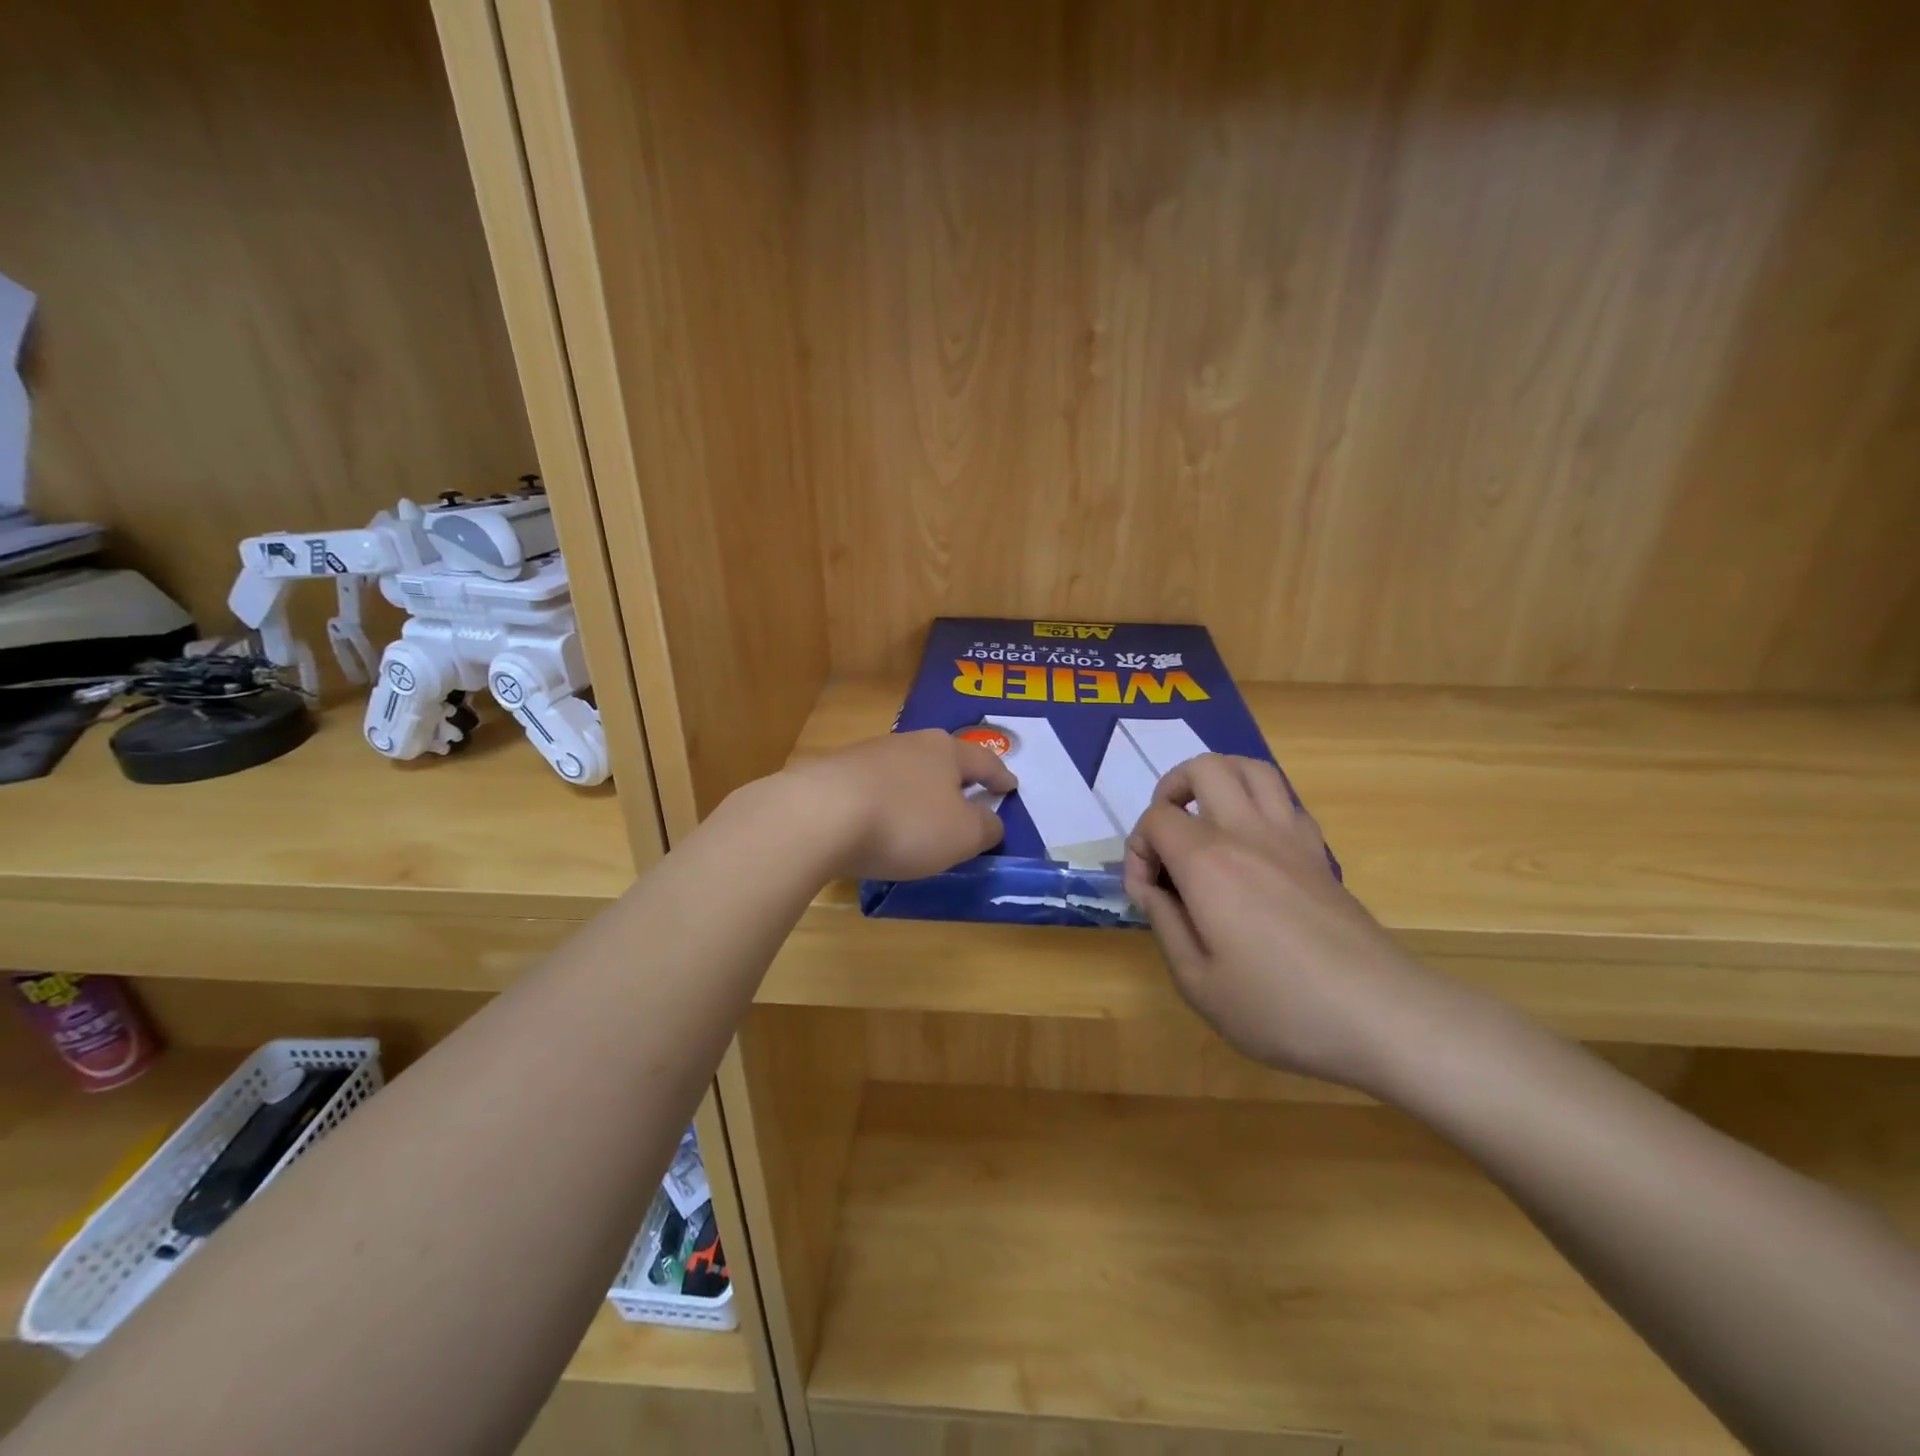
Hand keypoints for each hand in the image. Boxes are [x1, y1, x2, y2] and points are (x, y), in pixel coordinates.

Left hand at [790, 730, 1016, 880]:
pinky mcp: (833, 774)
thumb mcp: (962, 835)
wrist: (818, 816)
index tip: (1011, 786)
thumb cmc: (905, 823)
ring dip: (917, 790)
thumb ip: (985, 828)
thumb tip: (991, 821)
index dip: (1000, 777)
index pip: (983, 761)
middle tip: (968, 795)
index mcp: (945, 751)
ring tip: (922, 813)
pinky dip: (886, 802)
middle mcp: (907, 743)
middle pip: (941, 759)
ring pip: (905, 771)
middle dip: (956, 778)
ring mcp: (866, 755)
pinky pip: (873, 788)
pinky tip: (880, 821)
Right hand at [1122, 754, 1450, 1088]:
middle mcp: (1247, 833)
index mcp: (1208, 862)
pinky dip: (1258, 805)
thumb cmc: (1279, 1007)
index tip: (1146, 896)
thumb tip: (1153, 890)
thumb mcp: (1197, 982)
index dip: (1137, 851)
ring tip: (1205, 819)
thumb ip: (1164, 924)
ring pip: (1252, 769)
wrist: (1381, 1016)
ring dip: (1219, 781)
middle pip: (1204, 768)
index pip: (1156, 819)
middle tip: (1167, 836)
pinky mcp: (1319, 854)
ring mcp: (1290, 838)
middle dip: (1171, 791)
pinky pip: (1284, 801)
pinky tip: (1252, 846)